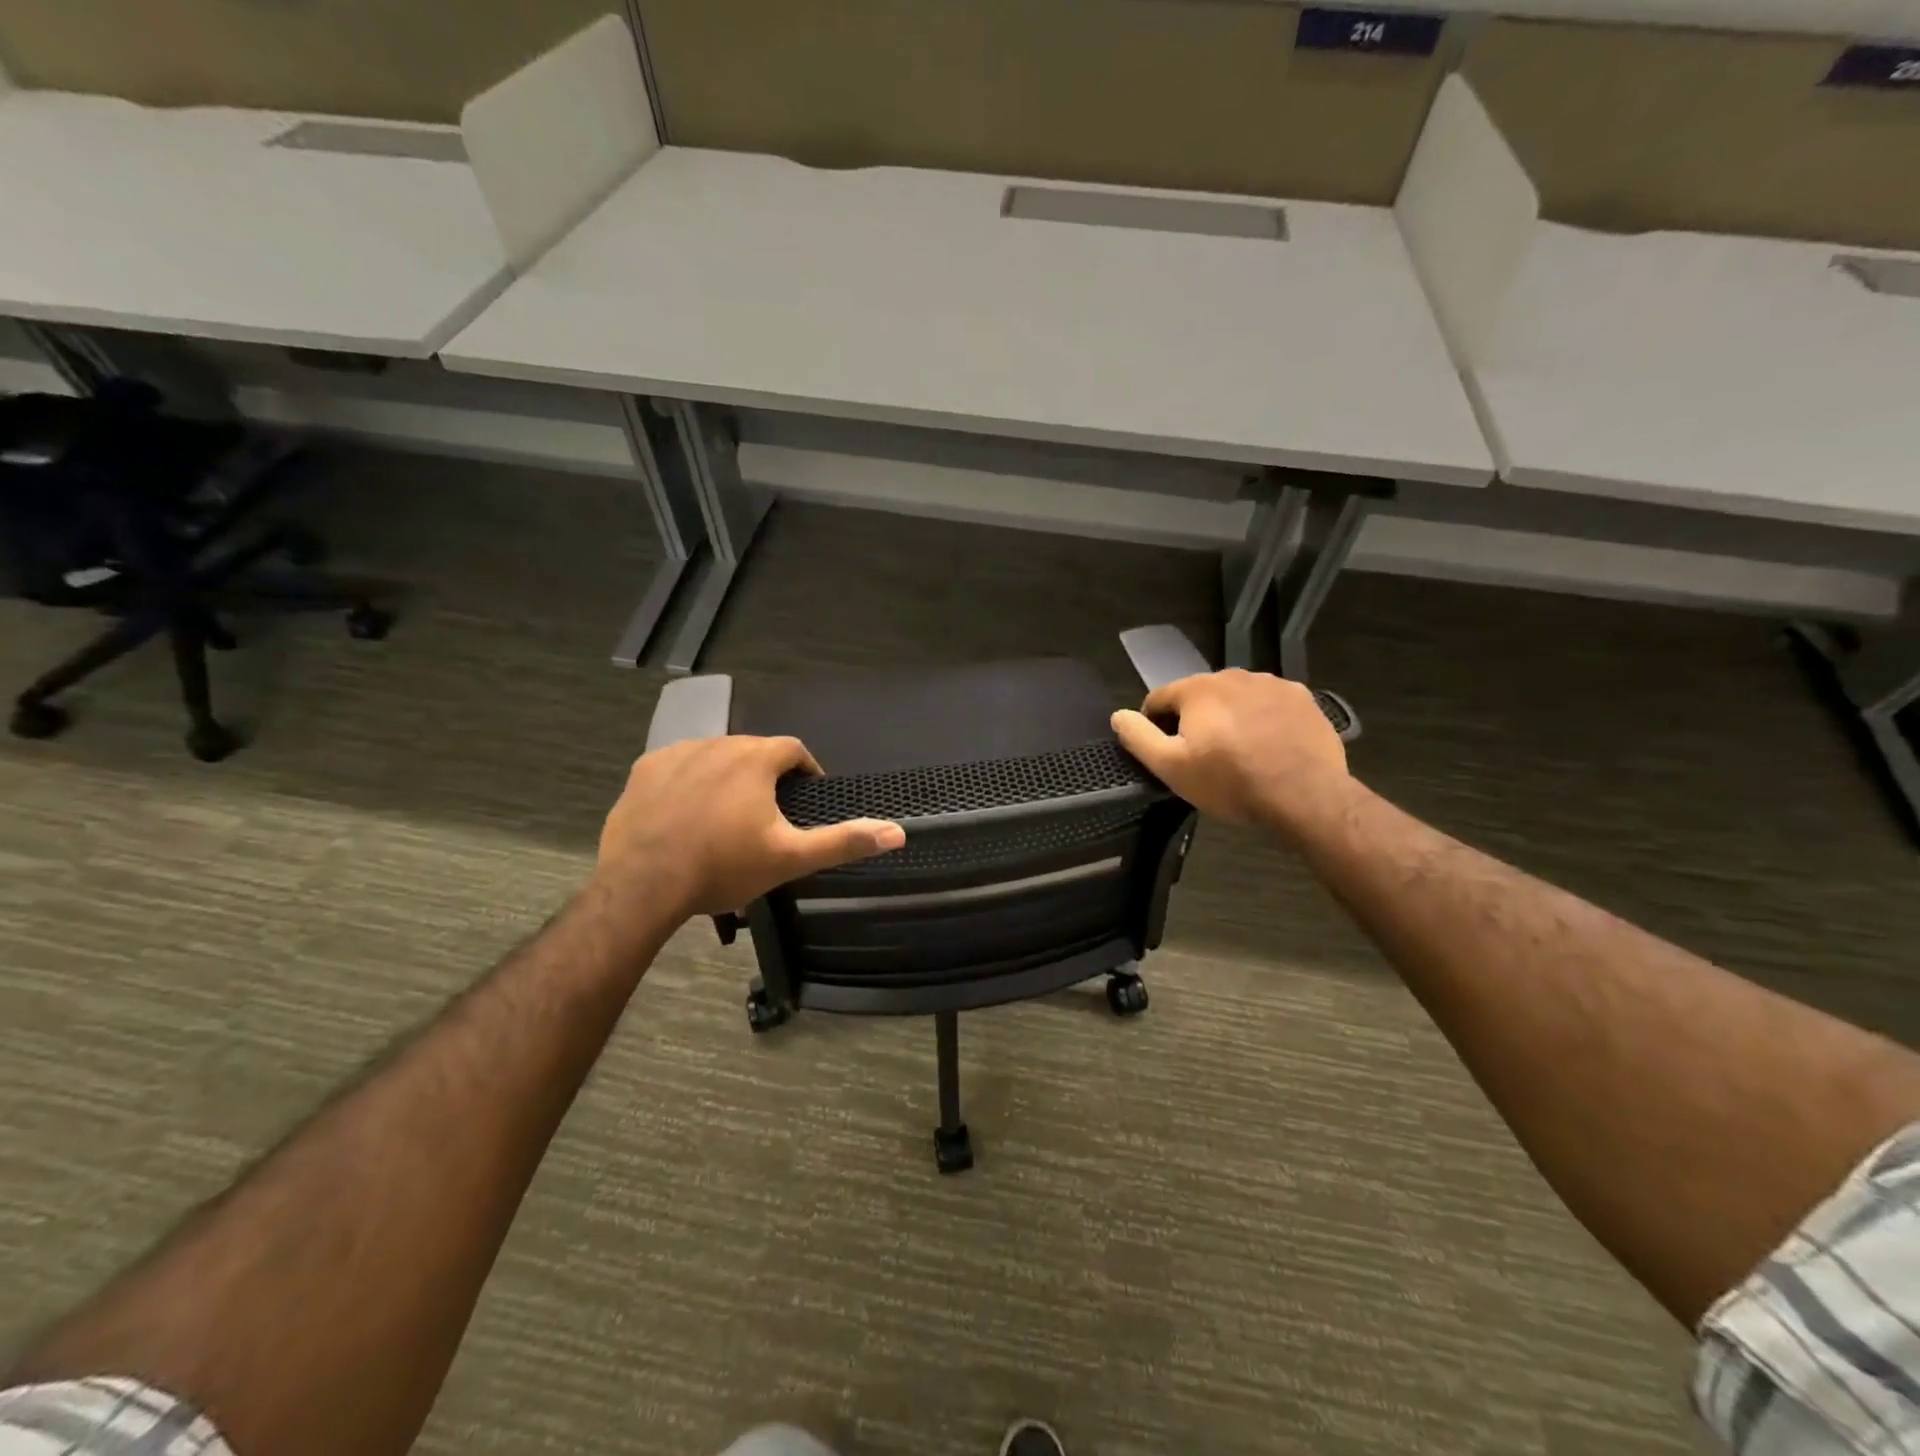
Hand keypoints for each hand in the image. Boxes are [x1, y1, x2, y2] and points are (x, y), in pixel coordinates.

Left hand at [597, 736, 905, 918]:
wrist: (643, 884)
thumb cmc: (723, 867)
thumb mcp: (790, 858)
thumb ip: (843, 842)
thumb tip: (898, 832)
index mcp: (756, 758)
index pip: (793, 749)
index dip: (806, 769)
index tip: (807, 794)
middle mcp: (718, 743)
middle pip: (753, 751)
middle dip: (765, 776)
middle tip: (767, 814)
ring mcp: (676, 753)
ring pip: (715, 757)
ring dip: (727, 776)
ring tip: (727, 815)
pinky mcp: (645, 770)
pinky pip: (677, 767)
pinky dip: (689, 782)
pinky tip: (687, 813)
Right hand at [1111, 670, 1353, 835]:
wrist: (1305, 796)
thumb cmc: (1230, 782)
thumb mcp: (1171, 768)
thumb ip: (1139, 737)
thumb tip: (1118, 715)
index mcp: (1198, 689)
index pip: (1160, 698)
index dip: (1155, 724)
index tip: (1165, 752)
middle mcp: (1233, 676)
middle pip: (1200, 696)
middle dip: (1195, 720)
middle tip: (1202, 757)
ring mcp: (1272, 684)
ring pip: (1236, 698)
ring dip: (1230, 717)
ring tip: (1238, 753)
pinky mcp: (1303, 699)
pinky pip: (1269, 705)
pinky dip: (1263, 720)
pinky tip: (1269, 747)